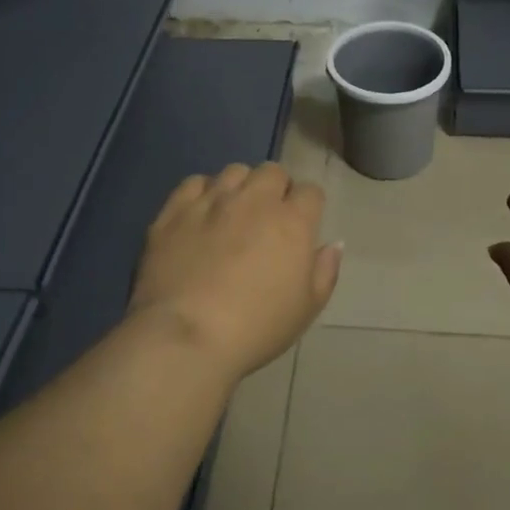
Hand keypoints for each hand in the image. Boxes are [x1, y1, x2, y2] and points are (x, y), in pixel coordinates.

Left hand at [128, 163, 342, 380]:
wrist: (186, 337)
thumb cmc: (256, 328)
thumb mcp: (306, 309)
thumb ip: (325, 271)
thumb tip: (333, 244)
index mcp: (292, 221)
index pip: (310, 191)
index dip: (308, 207)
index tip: (302, 227)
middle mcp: (254, 199)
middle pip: (273, 171)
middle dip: (276, 189)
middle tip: (268, 218)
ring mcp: (212, 201)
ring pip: (234, 171)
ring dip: (241, 187)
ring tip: (234, 212)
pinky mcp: (175, 211)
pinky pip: (194, 183)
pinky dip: (202, 192)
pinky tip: (201, 213)